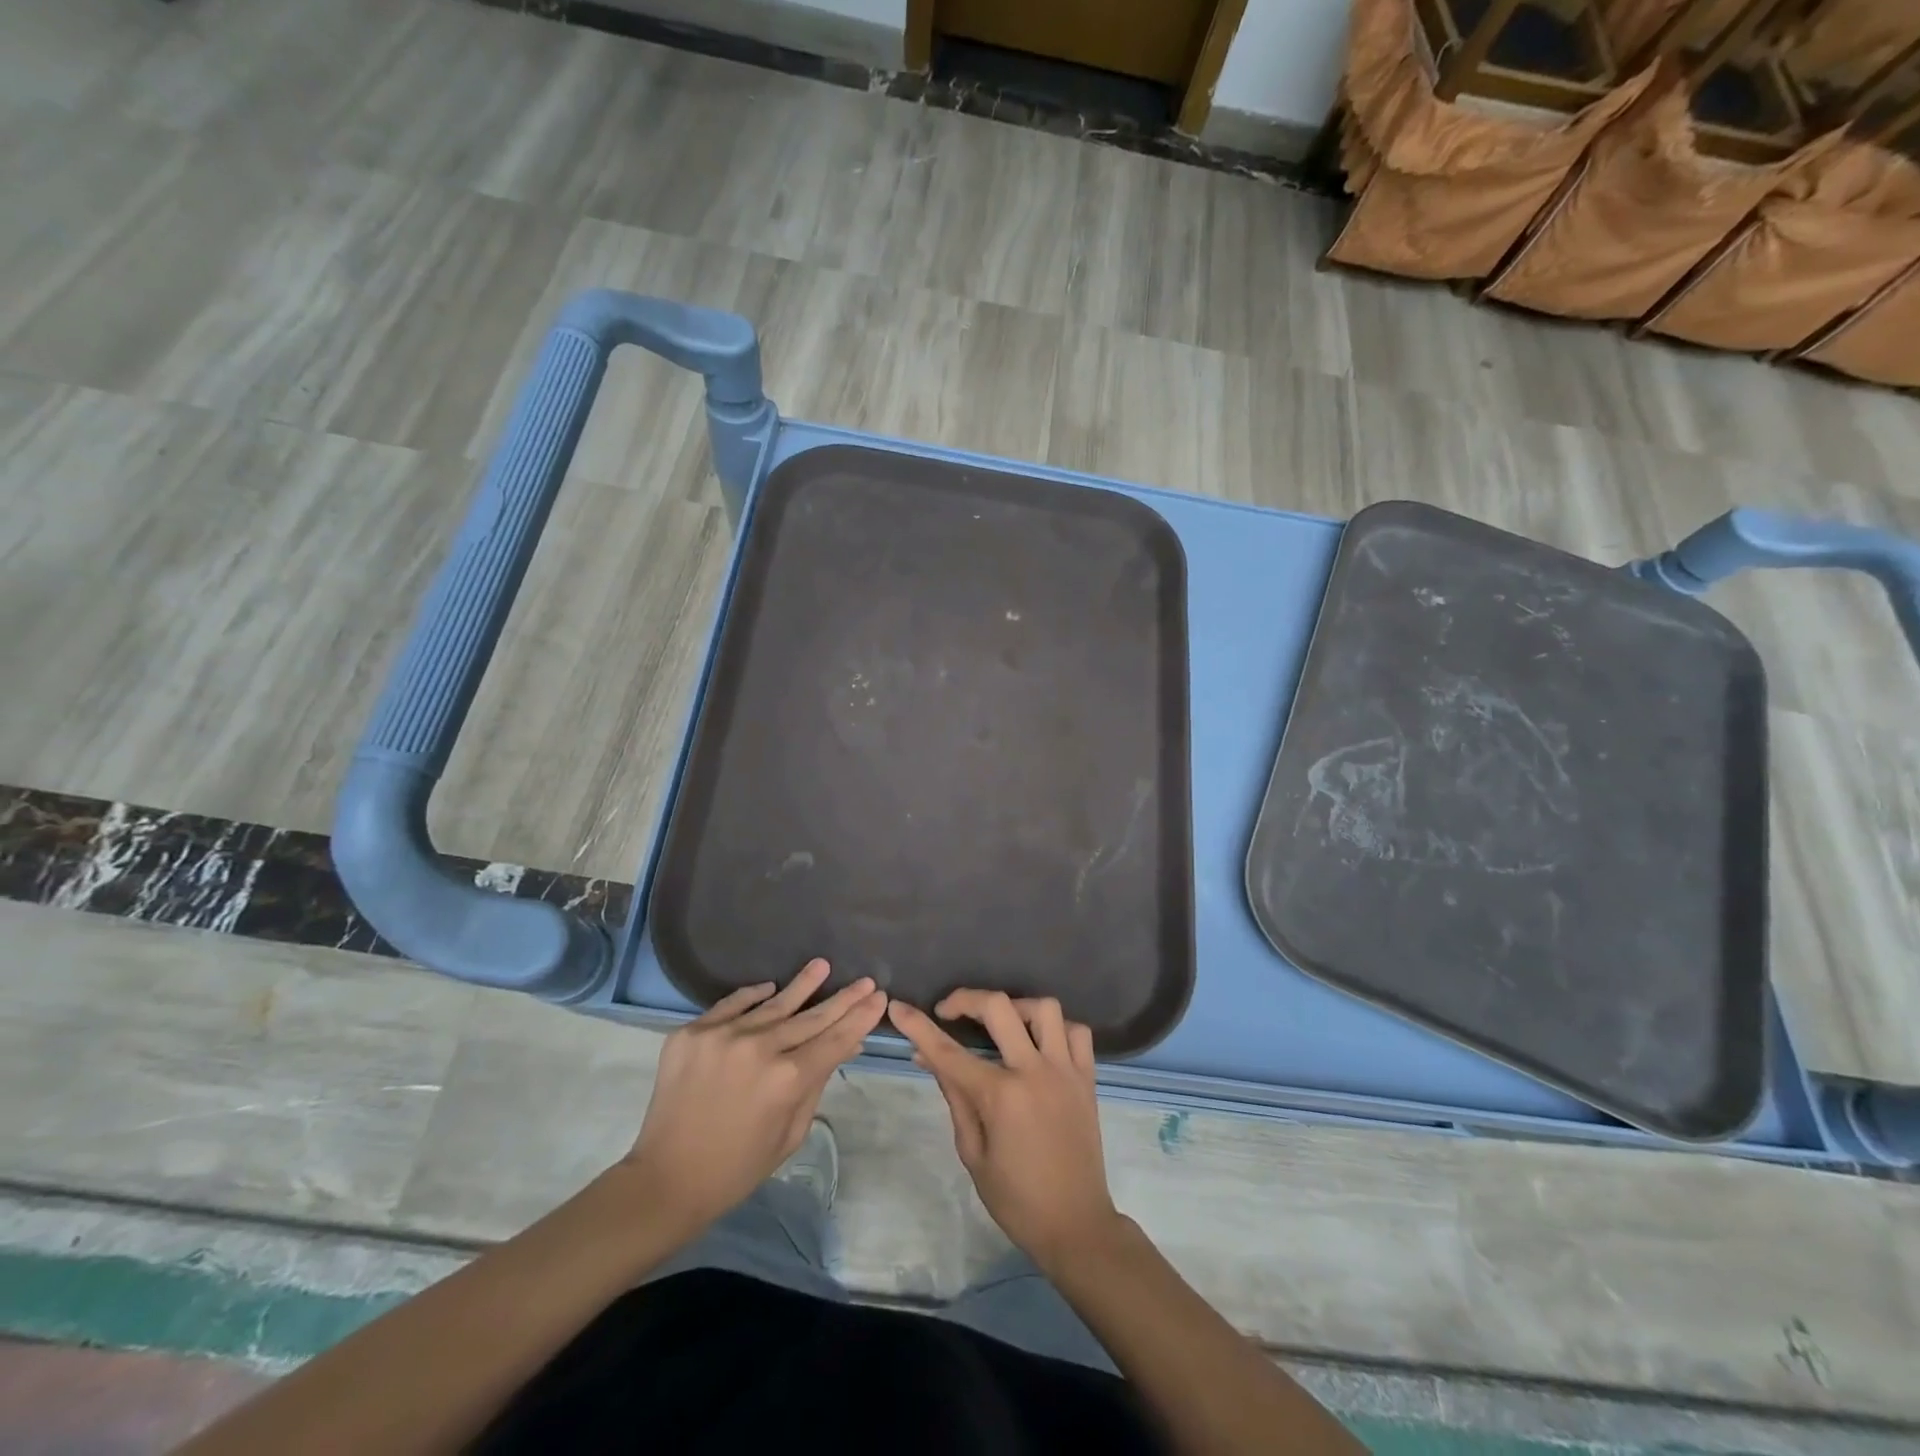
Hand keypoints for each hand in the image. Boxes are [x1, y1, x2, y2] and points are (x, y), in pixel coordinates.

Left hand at [623, 959, 886, 1234]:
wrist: (665, 1180)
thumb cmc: (738, 1167)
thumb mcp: (791, 1133)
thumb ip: (818, 1082)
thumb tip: (847, 1043)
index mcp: (787, 1080)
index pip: (835, 1039)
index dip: (860, 1017)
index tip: (879, 997)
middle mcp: (759, 1048)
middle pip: (811, 1017)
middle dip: (842, 999)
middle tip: (864, 980)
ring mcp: (723, 1036)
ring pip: (773, 1004)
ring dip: (802, 985)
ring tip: (822, 966)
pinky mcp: (692, 1033)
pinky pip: (732, 1005)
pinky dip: (753, 996)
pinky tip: (771, 988)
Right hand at [888, 991, 1120, 1270]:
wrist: (1076, 1225)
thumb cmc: (1016, 1199)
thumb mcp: (973, 1153)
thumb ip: (954, 1097)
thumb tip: (927, 1057)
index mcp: (1000, 1097)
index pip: (948, 1052)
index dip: (918, 1026)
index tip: (898, 1007)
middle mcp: (1034, 1072)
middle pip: (998, 1007)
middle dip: (966, 999)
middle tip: (949, 1012)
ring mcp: (1065, 1071)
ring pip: (1044, 1009)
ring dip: (1017, 1007)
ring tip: (1001, 1024)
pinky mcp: (1087, 1078)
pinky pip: (1077, 1032)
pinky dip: (1056, 1028)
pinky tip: (1040, 1043)